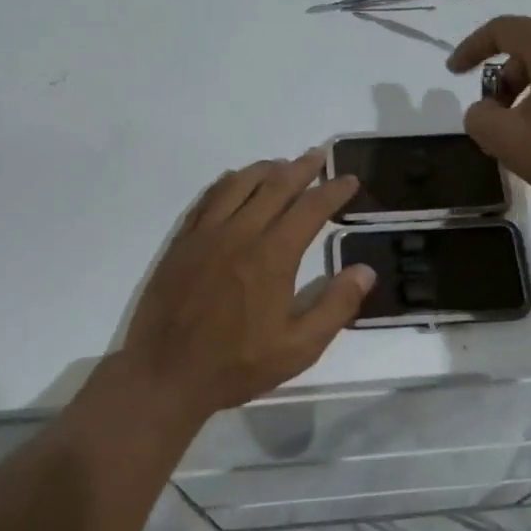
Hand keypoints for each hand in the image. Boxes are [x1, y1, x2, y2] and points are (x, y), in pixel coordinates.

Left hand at [120, 150, 375, 418]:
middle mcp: (240, 233)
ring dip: (265, 169)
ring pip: (239, 185)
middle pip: (275, 186)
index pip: (310, 209)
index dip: (333, 191)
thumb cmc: (237, 364)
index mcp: (272, 256)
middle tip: (319, 156)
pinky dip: (227, 182)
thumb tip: (365, 270)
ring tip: (282, 164)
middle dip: (302, 168)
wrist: (166, 374)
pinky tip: (234, 180)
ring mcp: (206, 234)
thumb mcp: (299, 348)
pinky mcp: (182, 242)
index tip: (349, 179)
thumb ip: (335, 307)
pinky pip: (207, 199)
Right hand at [447, 16, 530, 222]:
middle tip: (490, 118)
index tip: (453, 73)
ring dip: (525, 95)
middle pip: (528, 51)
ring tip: (519, 137)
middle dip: (500, 81)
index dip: (471, 48)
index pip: (502, 29)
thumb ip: (480, 119)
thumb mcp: (508, 140)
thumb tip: (483, 111)